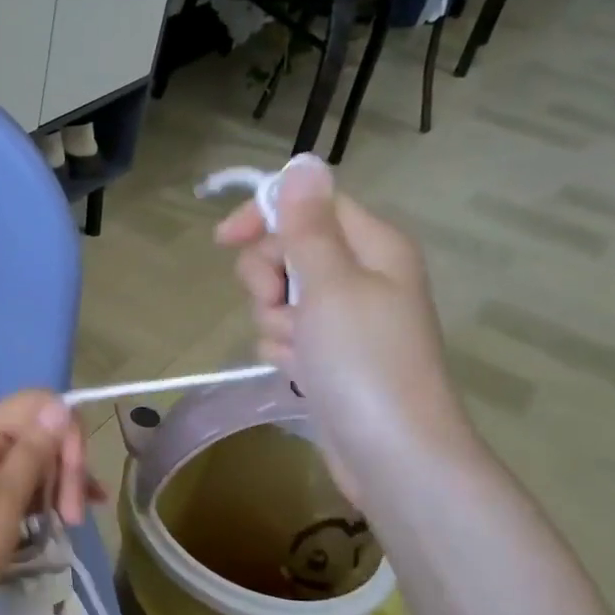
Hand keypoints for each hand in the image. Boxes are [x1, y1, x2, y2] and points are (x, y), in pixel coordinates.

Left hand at [0, 390, 93, 614]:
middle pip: (39, 434)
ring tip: (72, 524)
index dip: (66, 431)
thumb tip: (60, 404)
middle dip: (66, 466)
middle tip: (74, 516)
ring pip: (34, 464)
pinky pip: (21, 491)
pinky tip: (64, 522)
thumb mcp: (3, 499)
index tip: (77, 476)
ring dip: (59, 487)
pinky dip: (44, 503)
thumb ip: (34, 451)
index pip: (38, 404)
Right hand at [216, 154, 476, 504]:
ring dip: (274, 323)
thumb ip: (309, 226)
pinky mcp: (328, 356)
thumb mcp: (331, 284)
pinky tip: (299, 373)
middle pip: (288, 252)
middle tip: (279, 306)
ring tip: (298, 351)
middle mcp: (359, 276)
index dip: (266, 216)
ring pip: (279, 299)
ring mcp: (343, 320)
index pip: (310, 206)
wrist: (391, 453)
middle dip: (268, 280)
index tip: (223, 240)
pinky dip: (283, 352)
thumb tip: (302, 162)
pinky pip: (286, 336)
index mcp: (372, 246)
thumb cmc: (364, 362)